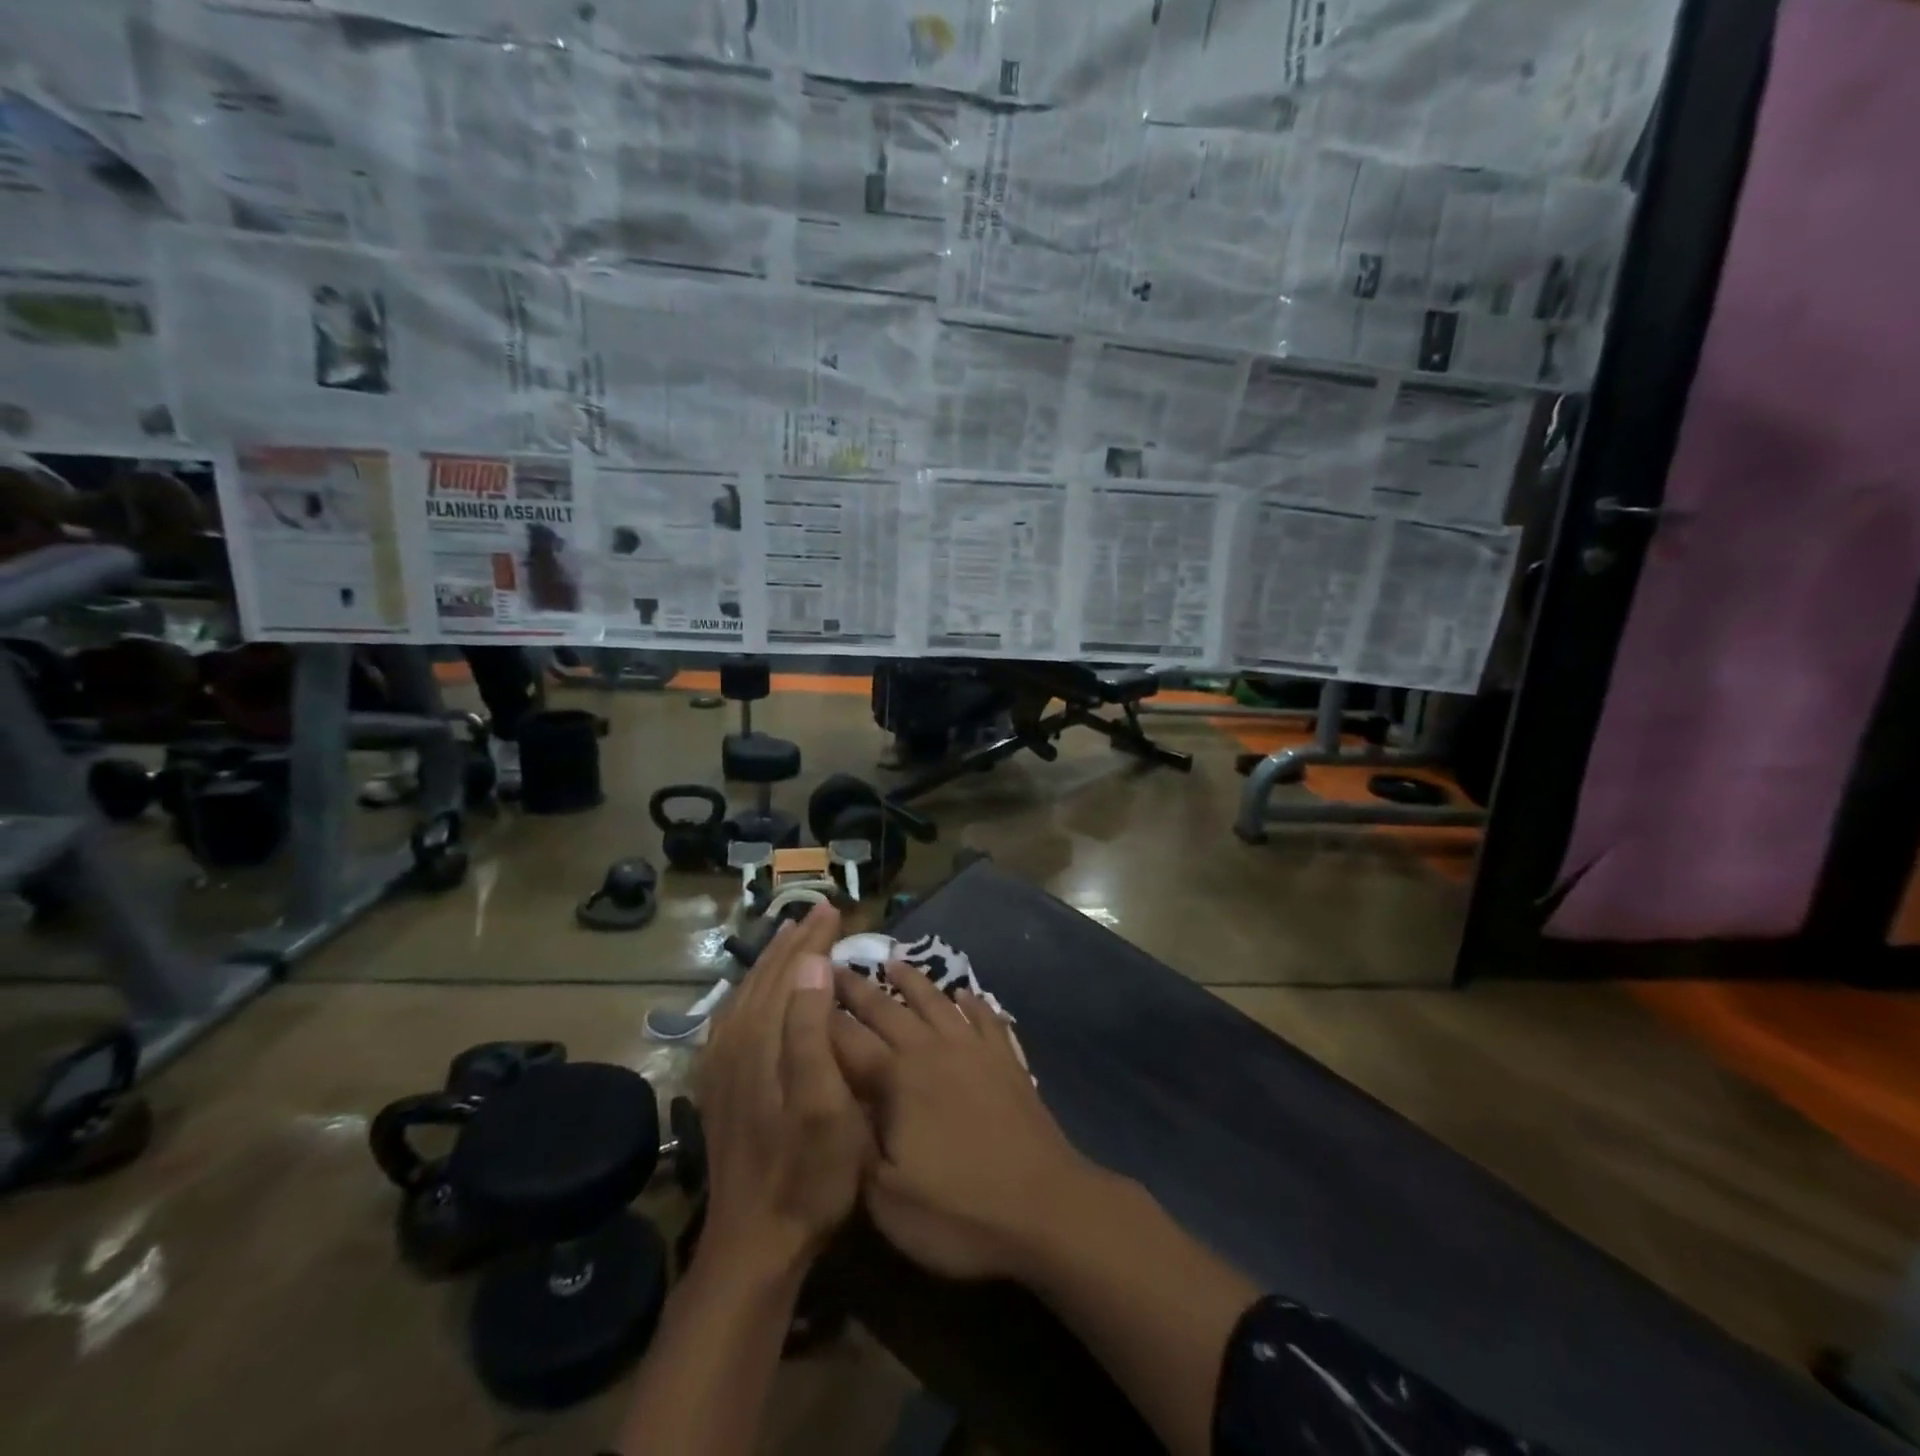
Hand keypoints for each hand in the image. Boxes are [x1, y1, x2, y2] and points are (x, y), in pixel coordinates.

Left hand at [694, 903, 871, 1273]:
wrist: (754, 1243)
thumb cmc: (807, 1174)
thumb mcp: (824, 1106)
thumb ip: (810, 1030)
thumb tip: (812, 965)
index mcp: (761, 1041)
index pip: (789, 971)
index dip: (813, 939)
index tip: (835, 910)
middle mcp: (734, 1041)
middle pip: (765, 975)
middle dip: (795, 940)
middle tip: (820, 912)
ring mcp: (721, 1063)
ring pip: (748, 991)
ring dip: (774, 959)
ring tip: (794, 936)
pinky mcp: (718, 1081)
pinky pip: (735, 1014)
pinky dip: (755, 988)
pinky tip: (761, 989)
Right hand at [830, 958, 1105, 1281]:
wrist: (1046, 1208)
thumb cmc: (959, 1212)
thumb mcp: (886, 1199)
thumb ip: (853, 1145)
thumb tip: (833, 1103)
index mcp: (897, 1078)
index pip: (846, 1039)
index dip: (820, 1017)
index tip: (799, 992)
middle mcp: (932, 1049)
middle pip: (887, 1008)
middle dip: (856, 987)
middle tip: (833, 965)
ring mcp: (974, 1049)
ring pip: (935, 1001)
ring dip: (911, 979)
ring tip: (892, 961)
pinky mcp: (1006, 1059)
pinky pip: (985, 1016)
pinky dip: (971, 1000)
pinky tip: (964, 993)